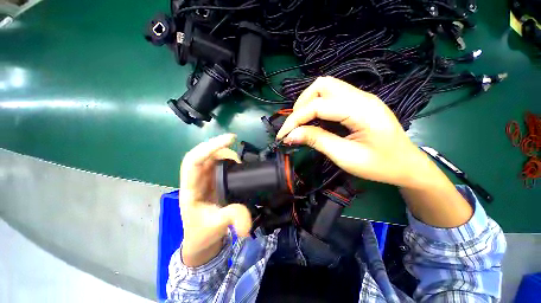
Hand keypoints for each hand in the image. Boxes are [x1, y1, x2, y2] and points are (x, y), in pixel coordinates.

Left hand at [179, 134, 251, 266]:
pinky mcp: (214, 181)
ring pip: (211, 158)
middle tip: (238, 157)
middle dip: (220, 148)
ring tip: (240, 162)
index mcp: (190, 189)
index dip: (209, 147)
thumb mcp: (216, 226)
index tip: (230, 139)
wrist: (201, 239)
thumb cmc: (202, 233)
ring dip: (225, 154)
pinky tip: (237, 165)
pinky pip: (219, 165)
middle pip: (203, 155)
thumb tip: (248, 221)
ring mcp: (205, 179)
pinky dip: (229, 161)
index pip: (194, 160)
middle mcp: (196, 180)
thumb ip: (232, 218)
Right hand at [276, 76, 428, 188]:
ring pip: (326, 87)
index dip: (295, 119)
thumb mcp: (345, 156)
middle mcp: (361, 97)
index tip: (283, 135)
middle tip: (295, 125)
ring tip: (302, 123)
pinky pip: (332, 96)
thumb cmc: (380, 166)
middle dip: (302, 104)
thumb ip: (317, 141)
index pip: (318, 105)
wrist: (407, 165)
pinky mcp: (358, 104)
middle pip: (322, 85)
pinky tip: (315, 121)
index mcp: (361, 110)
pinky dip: (317, 106)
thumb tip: (291, 135)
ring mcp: (361, 98)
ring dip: (308, 103)